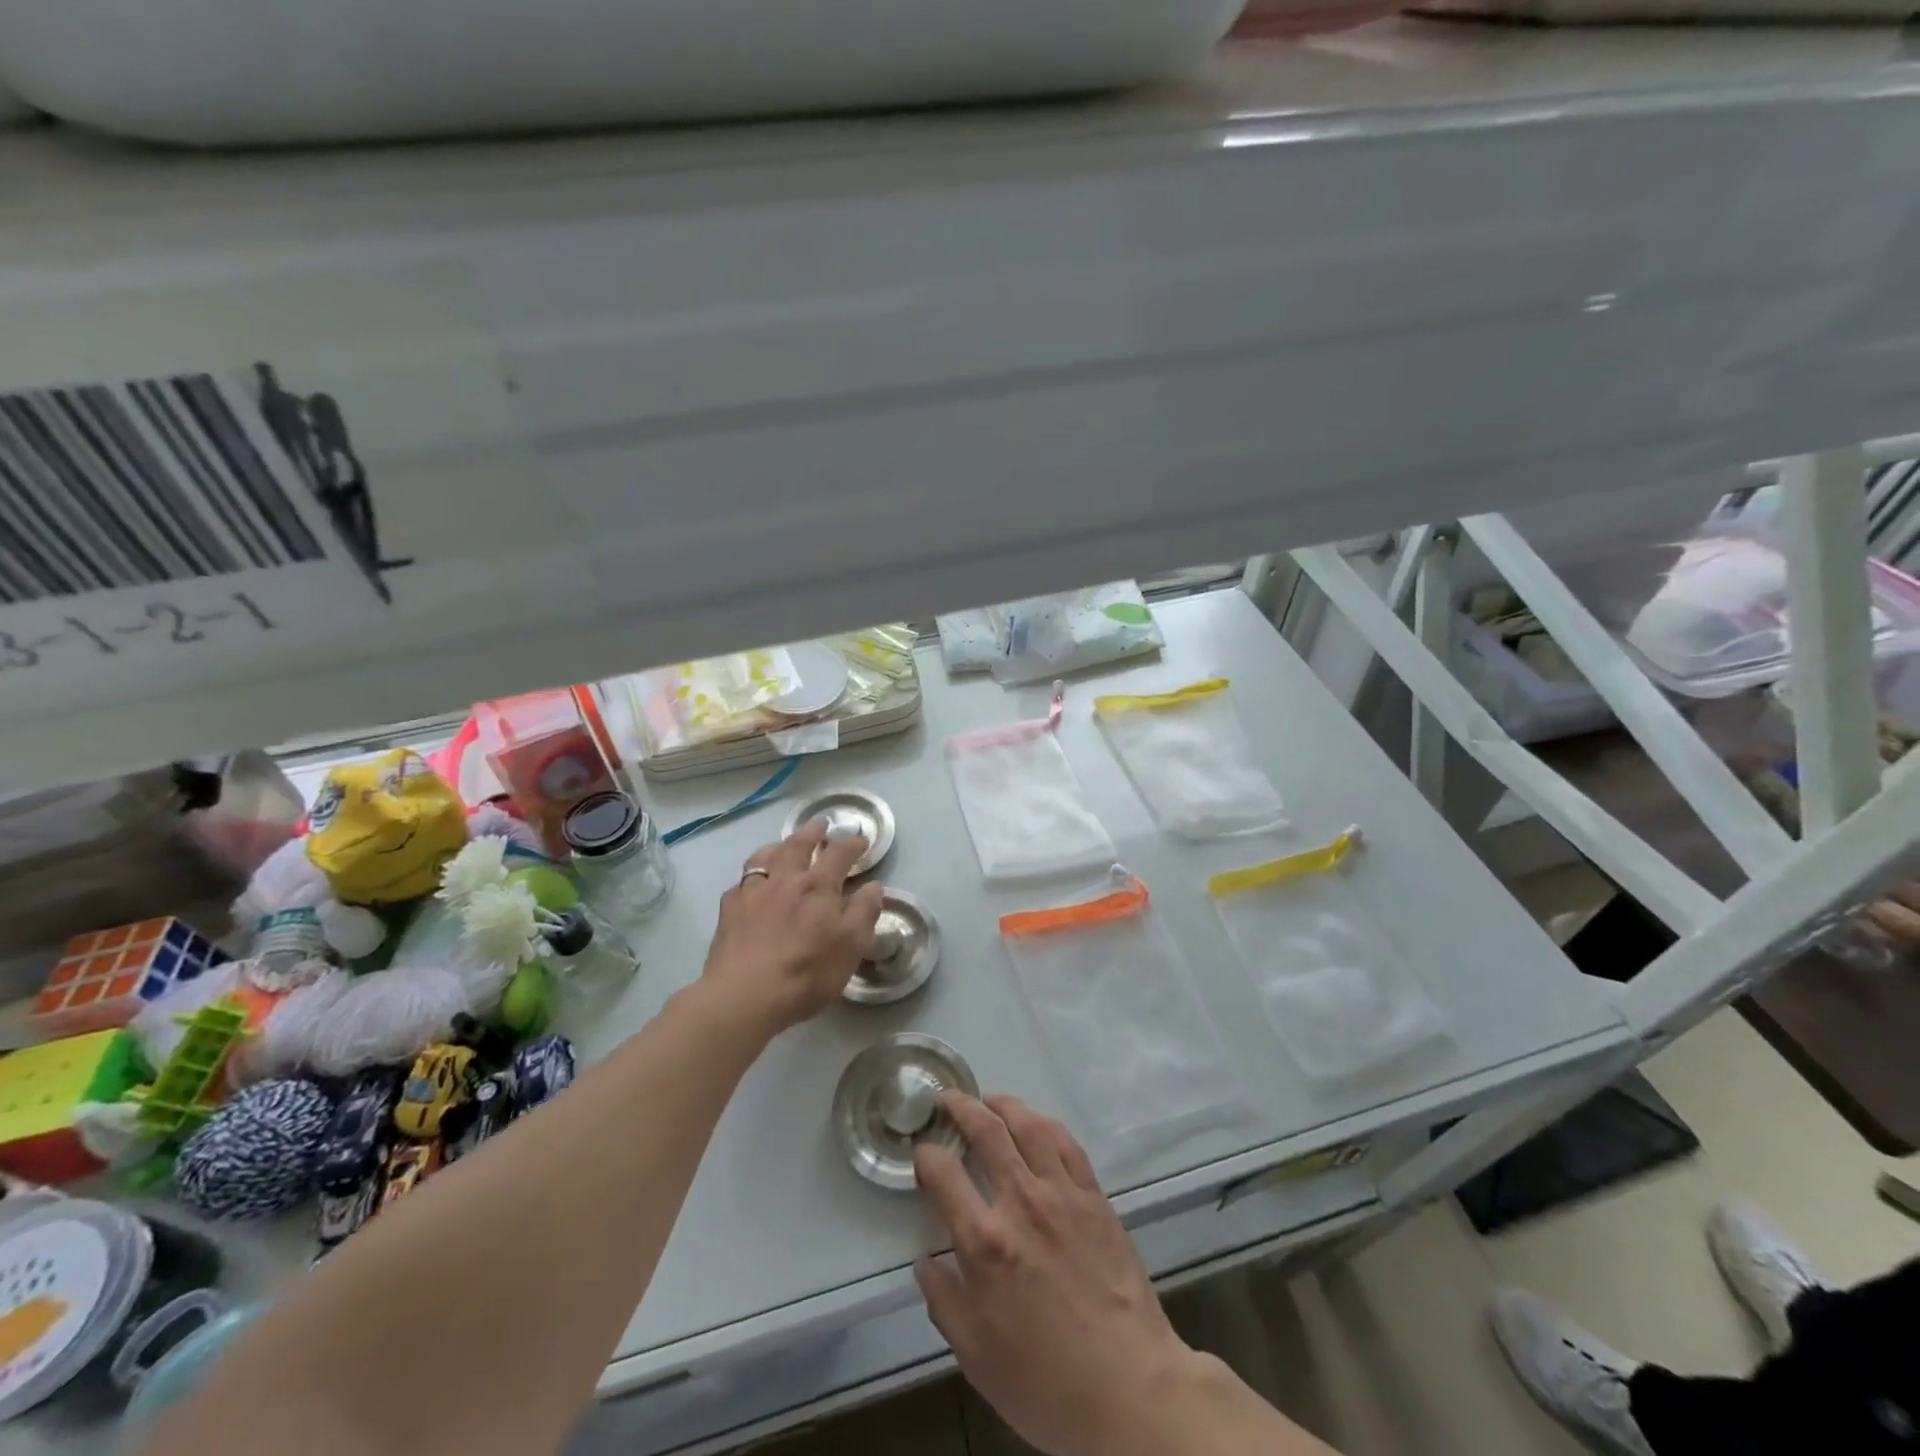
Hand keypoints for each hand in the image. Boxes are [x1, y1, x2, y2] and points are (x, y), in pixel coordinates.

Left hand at [700, 818, 883, 1034]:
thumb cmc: (806, 973)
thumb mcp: (851, 946)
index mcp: (818, 886)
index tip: (860, 839)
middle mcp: (785, 879)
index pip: (839, 853)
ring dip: (778, 846)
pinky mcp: (729, 910)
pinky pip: (741, 883)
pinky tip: (752, 887)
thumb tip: (874, 886)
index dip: (852, 843)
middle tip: (821, 823)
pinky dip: (752, 878)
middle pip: (799, 844)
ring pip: (765, 856)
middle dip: (813, 831)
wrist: (745, 996)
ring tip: (782, 847)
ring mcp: (753, 891)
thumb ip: (864, 912)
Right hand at [913, 1093, 1199, 1455]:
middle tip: (948, 1099)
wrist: (1129, 1389)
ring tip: (989, 1099)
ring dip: (1004, 1103)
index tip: (922, 1152)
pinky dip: (1044, 1123)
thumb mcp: (976, 1356)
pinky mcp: (1094, 1196)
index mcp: (986, 1243)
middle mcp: (1022, 1203)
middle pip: (987, 1131)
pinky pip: (1066, 1142)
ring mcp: (1062, 1194)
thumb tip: (926, 1261)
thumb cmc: (1046, 1382)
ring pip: (1029, 1125)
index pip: (944, 1174)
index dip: (926, 1155)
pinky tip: (1035, 1123)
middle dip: (961, 1107)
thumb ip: (944, 1301)